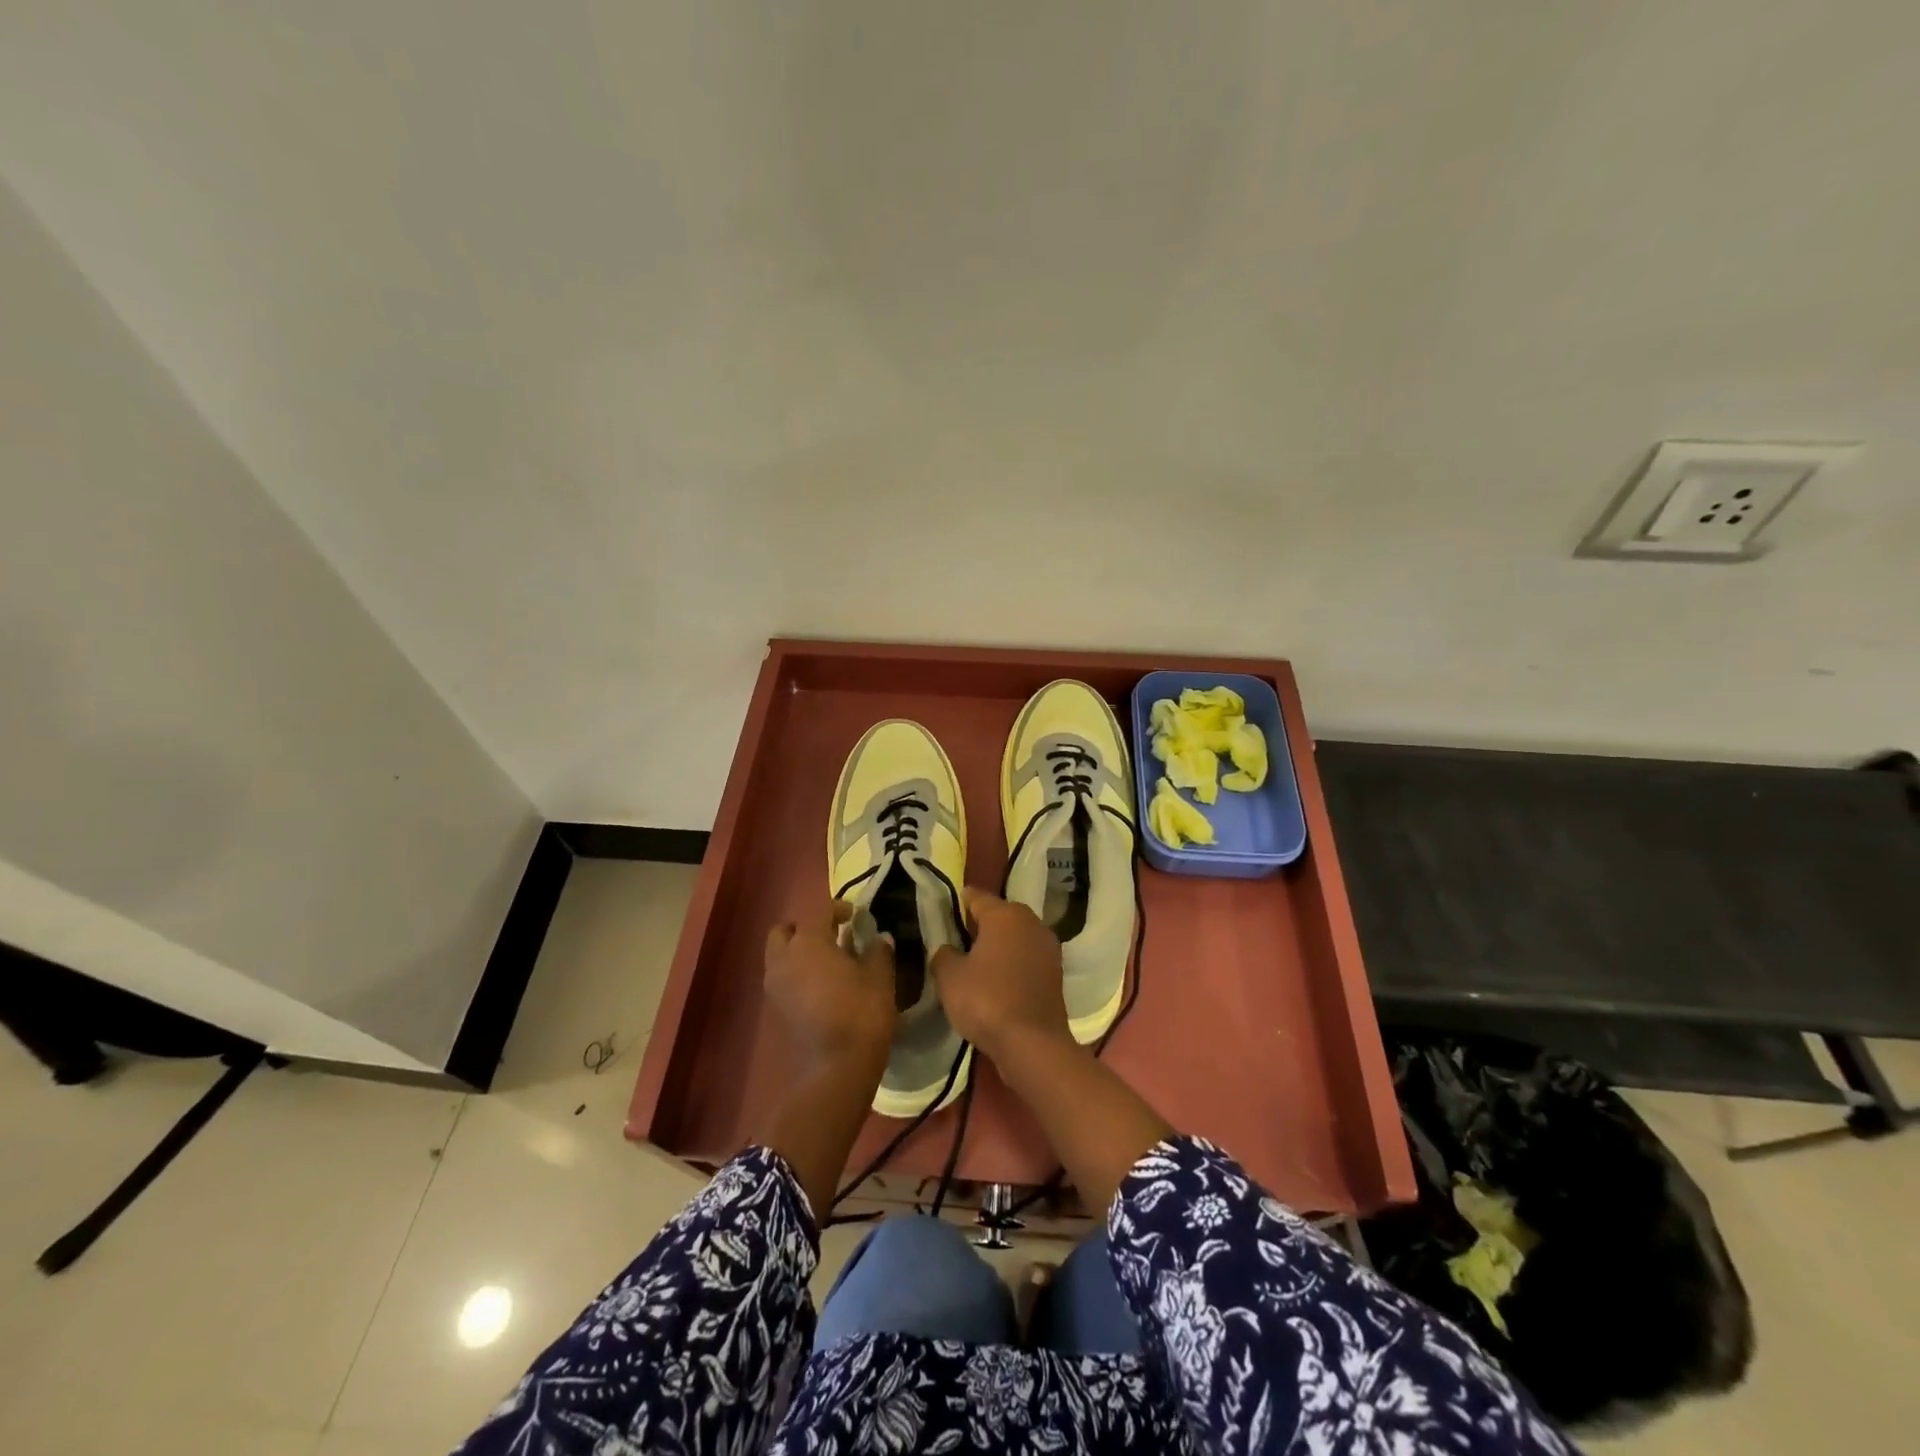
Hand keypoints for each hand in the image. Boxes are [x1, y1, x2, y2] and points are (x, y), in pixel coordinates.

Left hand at [764, 902, 896, 1077]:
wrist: (838, 1067)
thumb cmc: (861, 1012)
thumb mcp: (880, 976)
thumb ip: (878, 951)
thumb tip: (879, 938)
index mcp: (809, 942)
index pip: (820, 911)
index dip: (839, 908)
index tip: (856, 916)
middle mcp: (784, 958)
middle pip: (785, 930)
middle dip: (805, 928)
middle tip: (831, 936)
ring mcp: (776, 984)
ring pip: (779, 954)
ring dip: (797, 951)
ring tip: (826, 962)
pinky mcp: (776, 1007)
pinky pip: (782, 977)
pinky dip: (796, 973)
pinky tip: (821, 985)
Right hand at [929, 888, 1071, 1063]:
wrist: (1033, 1043)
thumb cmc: (986, 1000)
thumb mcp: (949, 977)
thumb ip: (943, 955)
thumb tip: (947, 950)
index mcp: (1005, 914)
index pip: (977, 897)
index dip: (959, 902)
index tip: (945, 910)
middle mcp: (1031, 922)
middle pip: (1000, 915)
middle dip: (980, 924)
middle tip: (958, 938)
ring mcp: (1048, 947)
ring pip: (1016, 936)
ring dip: (999, 944)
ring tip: (976, 961)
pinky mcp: (1056, 972)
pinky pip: (1027, 958)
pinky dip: (1013, 963)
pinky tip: (997, 979)